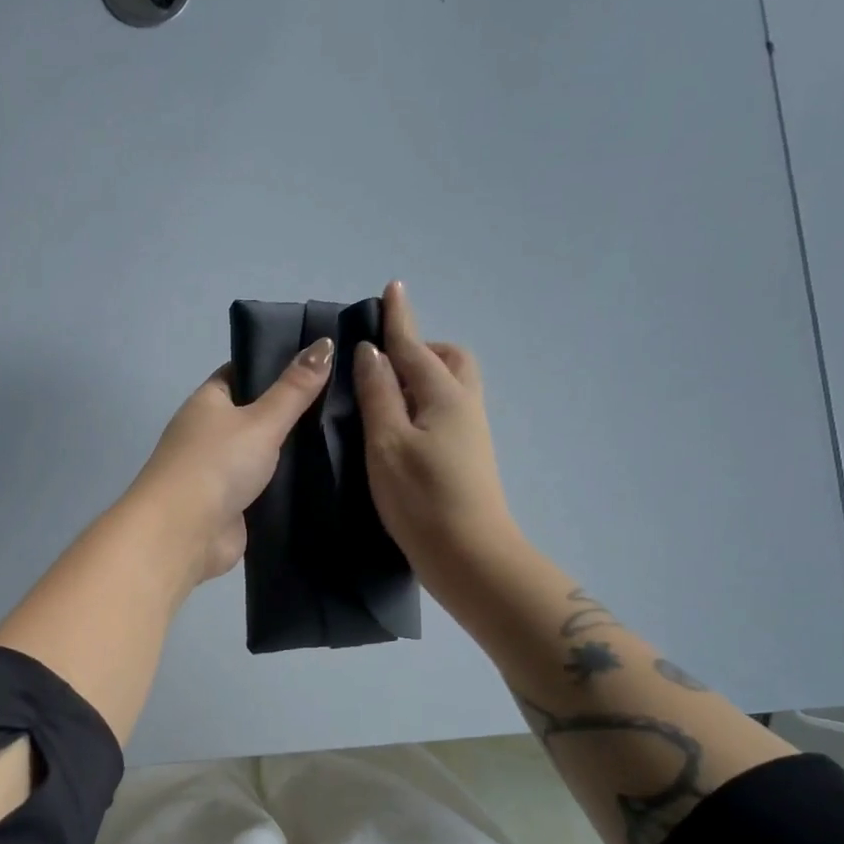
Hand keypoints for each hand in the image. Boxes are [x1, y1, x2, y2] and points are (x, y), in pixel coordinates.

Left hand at [127, 339, 335, 584]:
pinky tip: (324, 475)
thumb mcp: (261, 420)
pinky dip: (288, 483)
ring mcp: (220, 471)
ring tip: (346, 434)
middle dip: (292, 410)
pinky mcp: (233, 505)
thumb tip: (325, 343)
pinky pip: (266, 486)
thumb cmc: (216, 464)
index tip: (320, 362)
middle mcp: (210, 433)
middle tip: (345, 399)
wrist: (182, 534)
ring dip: (293, 450)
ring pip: (263, 453)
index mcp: (208, 402)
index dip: (276, 365)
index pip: (243, 373)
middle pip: (256, 414)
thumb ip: (294, 388)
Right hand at [355, 281, 516, 588]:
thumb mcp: (387, 442)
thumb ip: (379, 394)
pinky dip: (425, 401)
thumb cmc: (421, 498)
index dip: (399, 318)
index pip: (414, 346)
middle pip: (448, 359)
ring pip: (450, 385)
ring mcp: (470, 432)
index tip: (392, 287)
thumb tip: (372, 353)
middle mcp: (463, 404)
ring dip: (422, 376)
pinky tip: (401, 425)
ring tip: (386, 395)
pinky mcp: (467, 455)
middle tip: (383, 363)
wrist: (470, 556)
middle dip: (419, 348)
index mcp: (443, 394)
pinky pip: (447, 408)